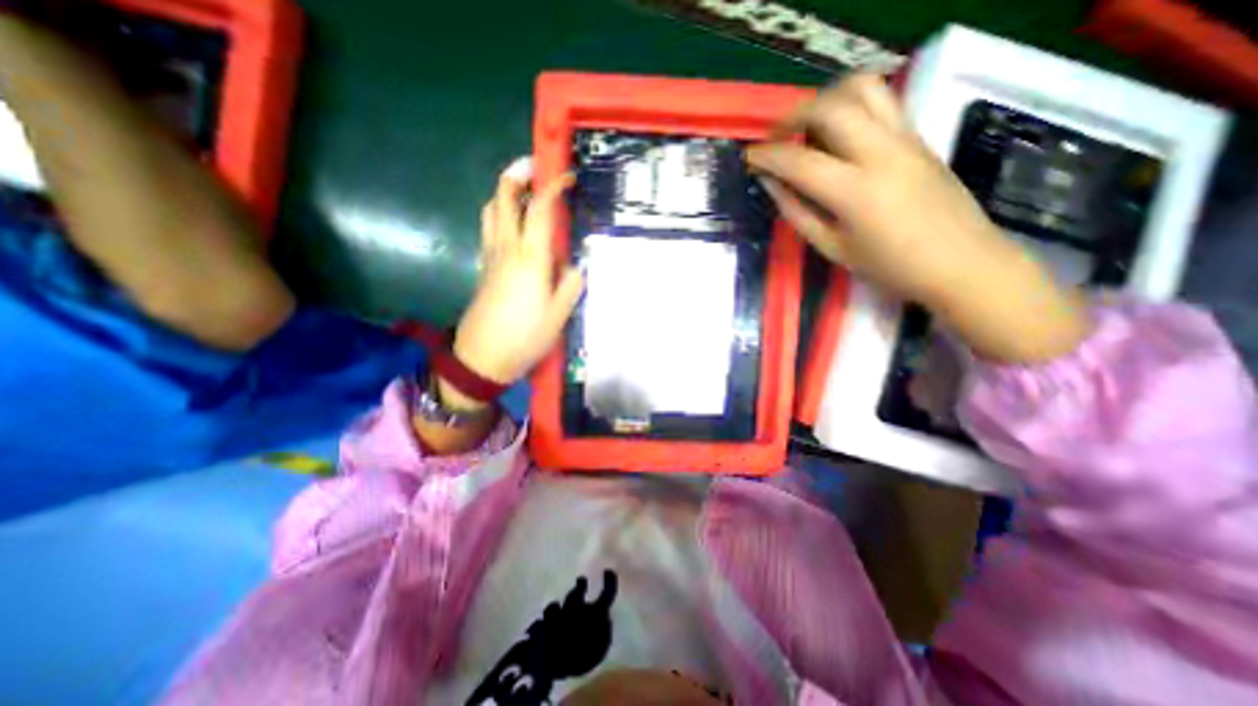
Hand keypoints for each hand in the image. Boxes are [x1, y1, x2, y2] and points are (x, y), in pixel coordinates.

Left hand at [444, 154, 588, 405]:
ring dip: (504, 192)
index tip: (568, 176)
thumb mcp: (559, 315)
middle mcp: (507, 248)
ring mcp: (491, 256)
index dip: (553, 186)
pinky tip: (513, 223)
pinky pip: (488, 228)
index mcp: (530, 258)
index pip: (539, 209)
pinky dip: (499, 213)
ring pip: (490, 210)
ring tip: (523, 190)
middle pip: (503, 198)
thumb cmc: (525, 337)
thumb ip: (571, 285)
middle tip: (534, 165)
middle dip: (517, 174)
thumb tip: (574, 265)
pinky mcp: (484, 267)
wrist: (483, 358)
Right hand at [746, 75, 1091, 362]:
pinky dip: (850, 105)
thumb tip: (771, 185)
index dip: (767, 156)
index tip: (749, 158)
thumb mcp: (833, 248)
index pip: (799, 161)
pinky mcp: (918, 136)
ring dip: (825, 99)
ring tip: (806, 127)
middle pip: (831, 107)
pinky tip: (837, 133)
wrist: (962, 263)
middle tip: (775, 139)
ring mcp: (904, 138)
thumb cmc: (890, 266)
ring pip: (862, 88)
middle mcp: (881, 153)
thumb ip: (798, 213)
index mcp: (855, 192)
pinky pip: (881, 101)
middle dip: (793, 116)